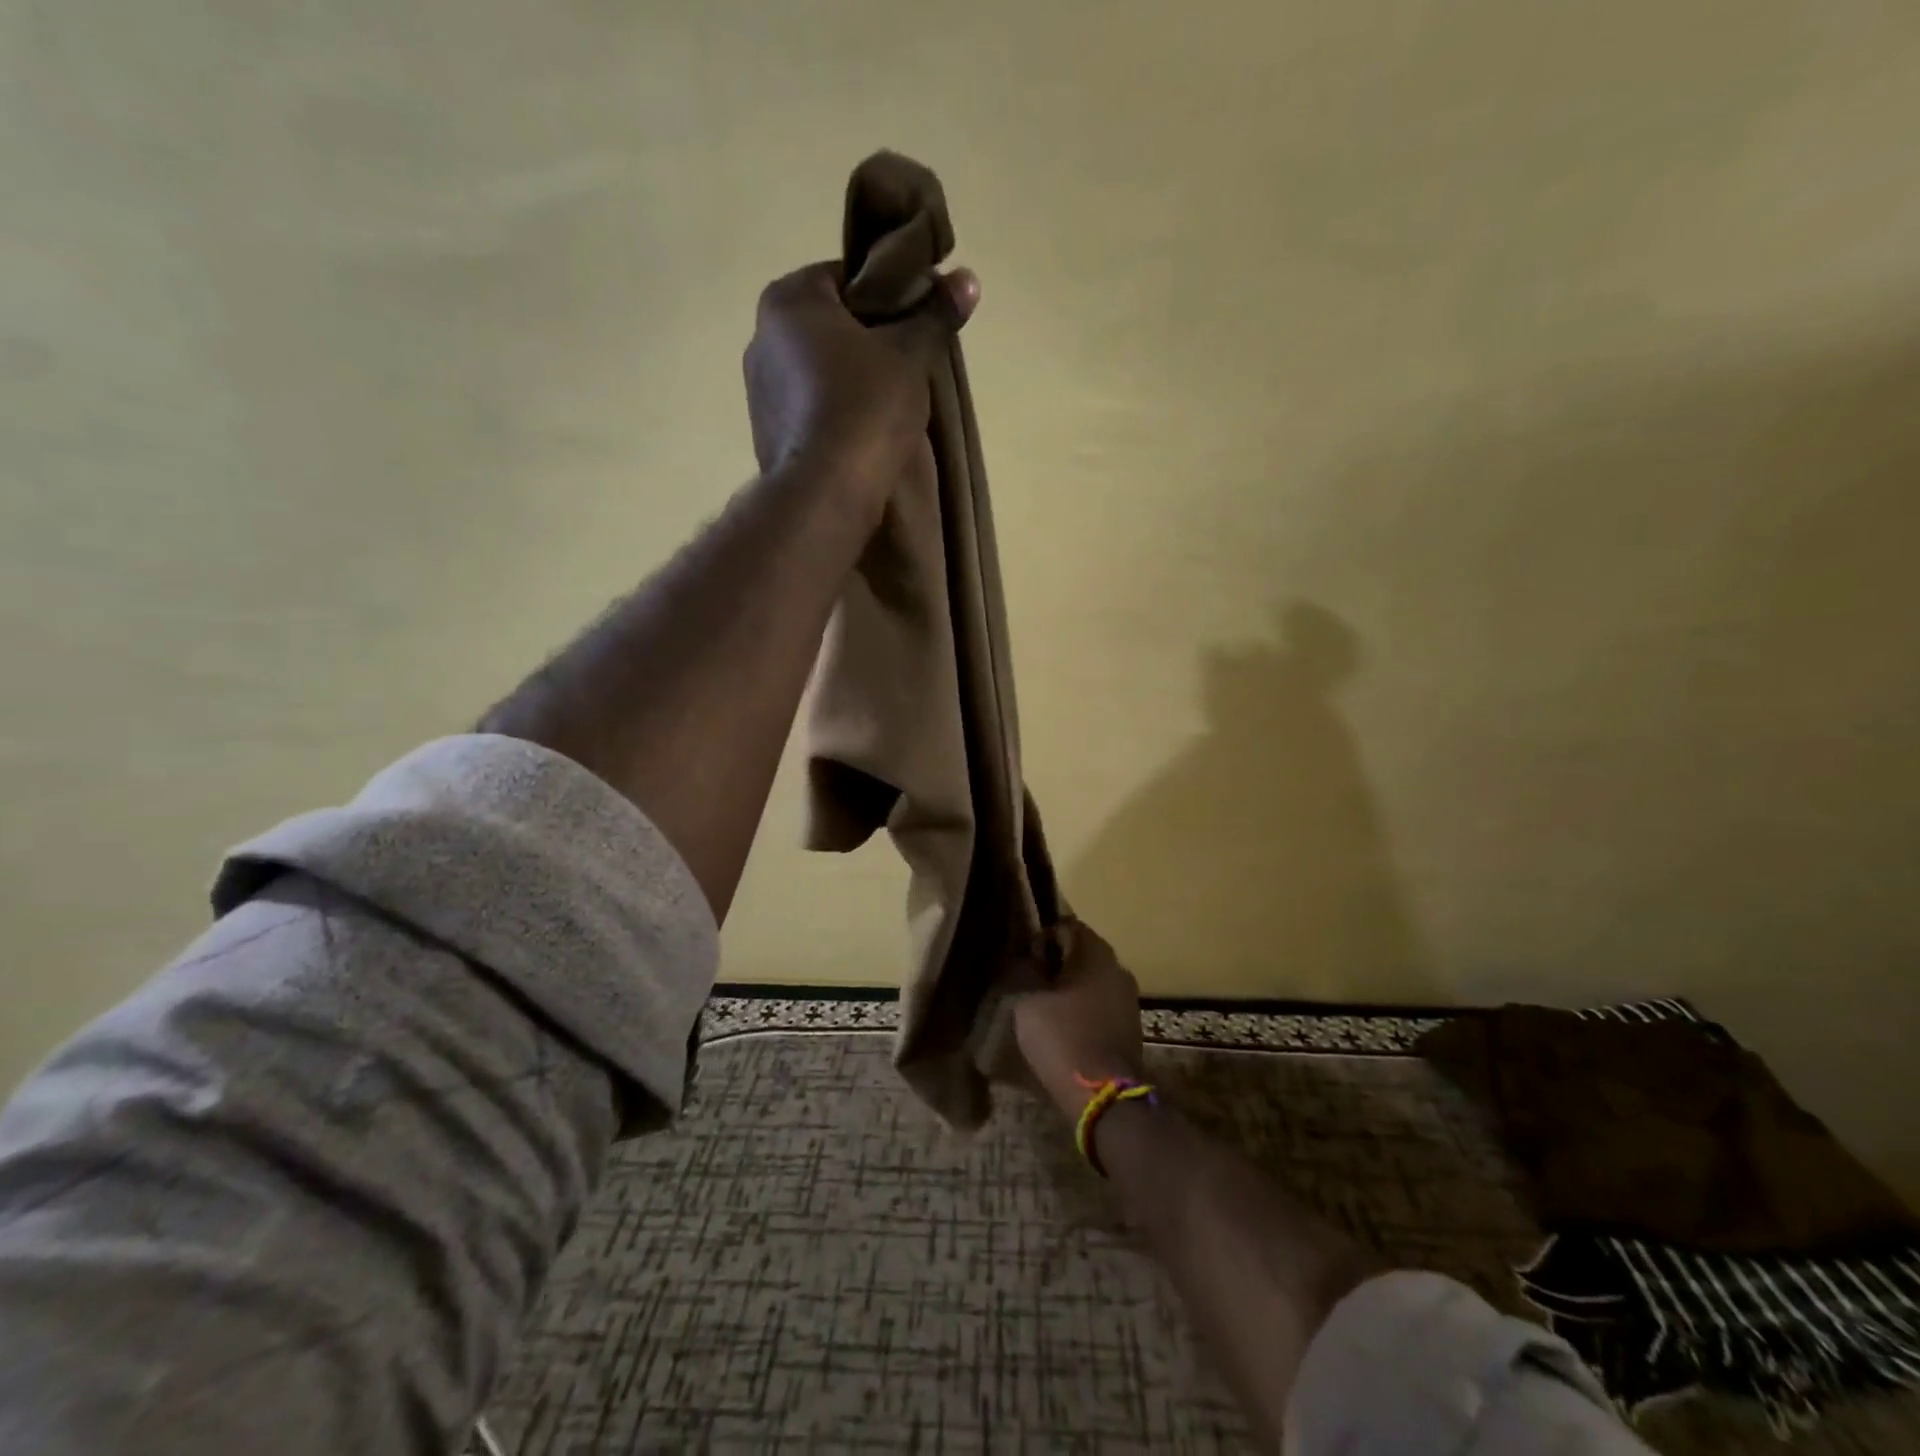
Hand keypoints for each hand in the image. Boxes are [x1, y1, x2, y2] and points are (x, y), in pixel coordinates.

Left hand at [743, 261, 979, 518]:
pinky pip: (808, 408)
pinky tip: (861, 435)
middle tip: (908, 365)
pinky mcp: (766, 433)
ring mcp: (758, 389)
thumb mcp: (910, 356)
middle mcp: (761, 337)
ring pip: (818, 370)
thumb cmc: (865, 409)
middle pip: (829, 326)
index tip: (915, 323)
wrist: (825, 493)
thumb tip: (967, 280)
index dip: (887, 296)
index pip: (844, 277)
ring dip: (850, 381)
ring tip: (888, 407)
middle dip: (868, 342)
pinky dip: (833, 414)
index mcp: (789, 300)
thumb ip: (935, 315)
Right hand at [1009, 920, 1144, 1119]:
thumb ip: (1024, 970)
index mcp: (1095, 952)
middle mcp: (1117, 966)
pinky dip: (1084, 1008)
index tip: (1025, 963)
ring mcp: (1128, 996)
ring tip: (1046, 1009)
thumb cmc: (1063, 1038)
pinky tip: (1066, 1028)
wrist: (1105, 1095)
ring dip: (1070, 988)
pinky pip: (1101, 1002)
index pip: (1066, 926)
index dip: (1041, 940)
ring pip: (1092, 979)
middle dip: (1055, 964)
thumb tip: (1026, 959)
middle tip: (1031, 986)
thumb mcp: (1028, 1001)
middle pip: (1081, 952)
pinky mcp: (1131, 1023)